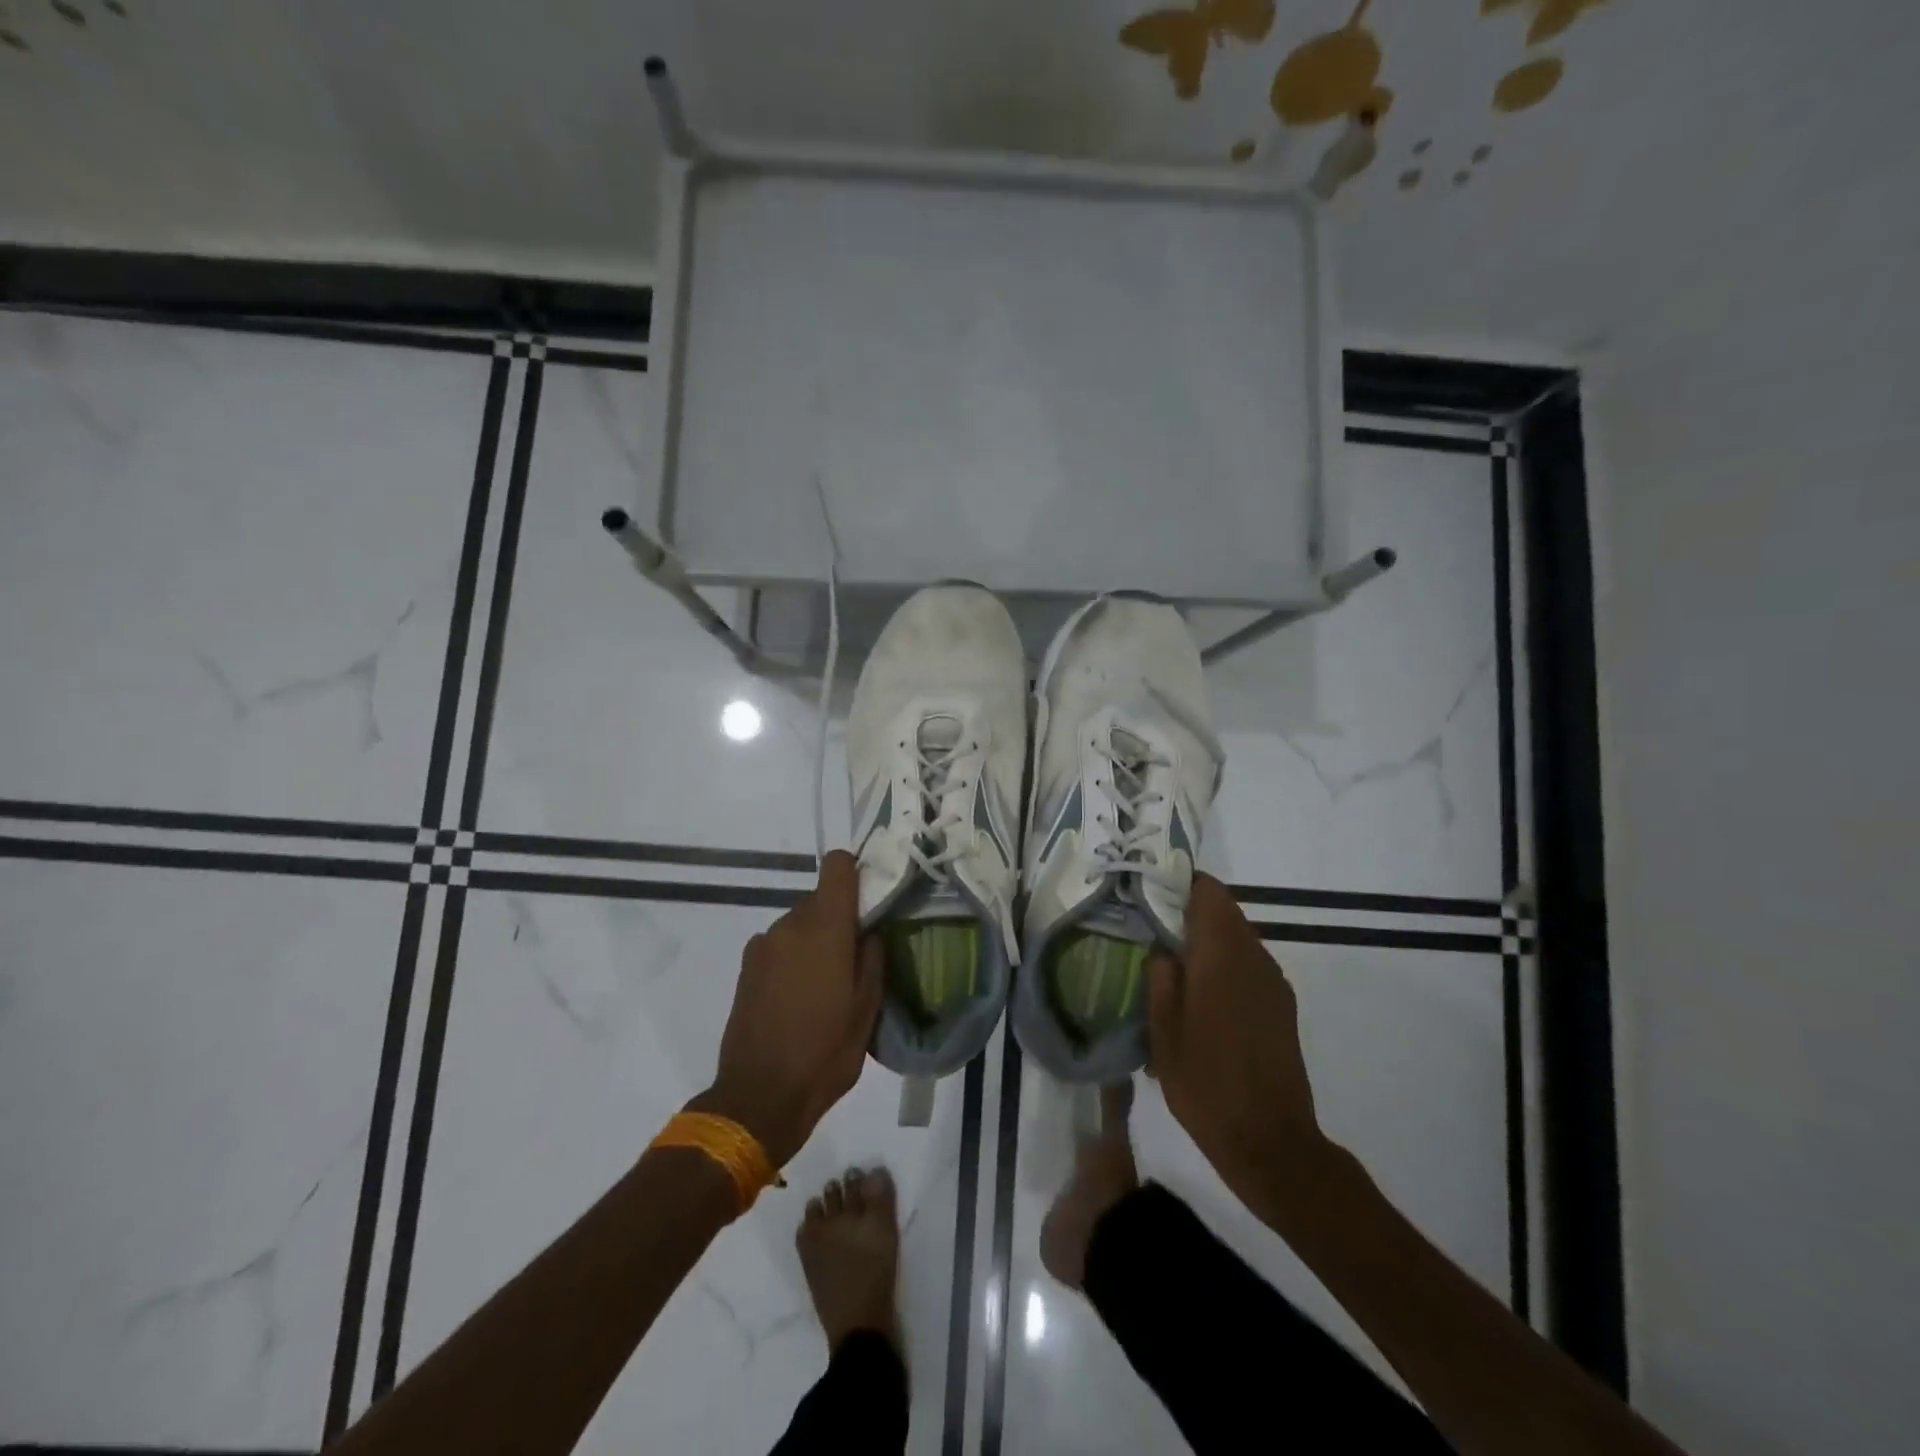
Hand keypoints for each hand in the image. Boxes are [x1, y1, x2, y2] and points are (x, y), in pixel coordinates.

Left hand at [694, 850, 883, 1167]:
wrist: (759, 1097)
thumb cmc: (825, 1053)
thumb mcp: (867, 1009)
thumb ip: (872, 958)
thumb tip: (869, 931)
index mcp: (824, 927)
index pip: (837, 866)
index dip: (856, 873)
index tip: (870, 900)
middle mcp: (789, 925)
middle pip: (820, 899)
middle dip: (839, 919)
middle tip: (855, 959)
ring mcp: (763, 945)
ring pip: (800, 924)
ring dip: (815, 942)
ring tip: (827, 987)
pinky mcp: (747, 967)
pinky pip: (780, 945)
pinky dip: (794, 958)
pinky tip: (800, 999)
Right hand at [1147, 874, 1324, 1201]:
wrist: (1271, 1142)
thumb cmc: (1206, 1085)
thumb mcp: (1163, 1033)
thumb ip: (1161, 979)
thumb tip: (1163, 949)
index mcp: (1222, 957)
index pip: (1209, 893)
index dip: (1182, 884)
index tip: (1153, 892)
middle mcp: (1254, 959)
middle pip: (1225, 912)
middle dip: (1191, 913)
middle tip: (1155, 929)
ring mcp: (1273, 983)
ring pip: (1239, 938)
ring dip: (1209, 940)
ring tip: (1175, 964)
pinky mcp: (1282, 1006)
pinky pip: (1250, 965)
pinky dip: (1226, 964)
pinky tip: (1203, 996)